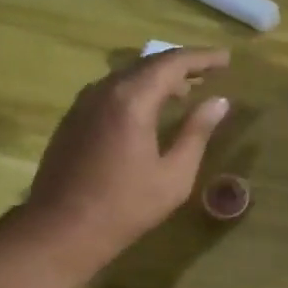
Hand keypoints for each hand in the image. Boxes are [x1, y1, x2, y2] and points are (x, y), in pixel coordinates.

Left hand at [23, 47, 230, 270]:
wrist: (60, 229)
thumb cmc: (124, 207)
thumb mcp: (173, 176)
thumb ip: (196, 133)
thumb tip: (218, 103)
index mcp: (132, 99)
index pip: (173, 63)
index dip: (202, 58)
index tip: (226, 59)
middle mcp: (104, 90)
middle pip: (147, 64)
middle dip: (181, 66)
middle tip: (208, 73)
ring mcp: (83, 103)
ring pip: (126, 77)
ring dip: (156, 79)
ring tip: (183, 93)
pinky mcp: (71, 119)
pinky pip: (110, 92)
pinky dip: (135, 92)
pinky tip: (147, 112)